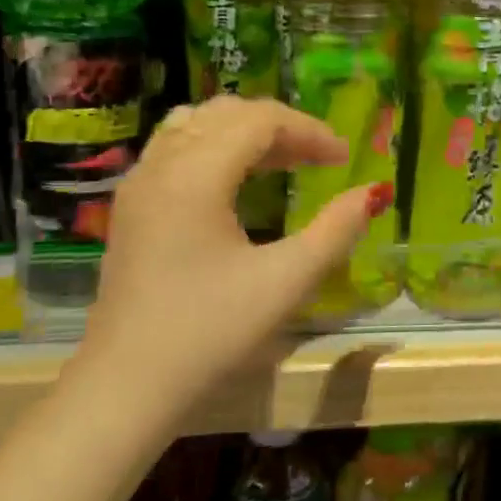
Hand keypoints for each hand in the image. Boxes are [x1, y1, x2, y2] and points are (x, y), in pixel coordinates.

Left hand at [70, 96, 389, 435]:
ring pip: (197, 124)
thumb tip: (373, 193)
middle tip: (319, 159)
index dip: (309, 130)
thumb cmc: (209, 332)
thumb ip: (336, 230)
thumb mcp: (285, 282)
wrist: (127, 387)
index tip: (344, 159)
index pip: (260, 121)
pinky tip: (236, 182)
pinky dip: (214, 146)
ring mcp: (139, 184)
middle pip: (228, 113)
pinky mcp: (131, 206)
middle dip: (281, 127)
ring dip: (245, 132)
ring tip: (282, 162)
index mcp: (195, 175)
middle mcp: (161, 165)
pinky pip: (176, 147)